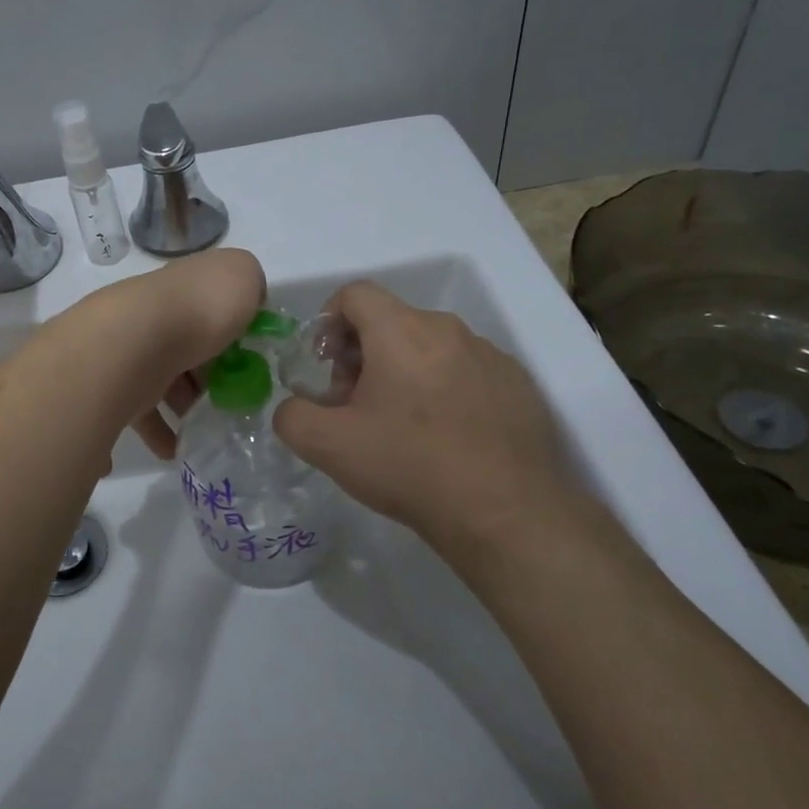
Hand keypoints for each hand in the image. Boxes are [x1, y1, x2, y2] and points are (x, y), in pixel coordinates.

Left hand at [69, 248, 265, 460]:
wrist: (133, 344)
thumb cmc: (197, 309)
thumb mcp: (242, 277)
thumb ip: (250, 284)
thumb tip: (247, 302)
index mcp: (185, 287)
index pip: (210, 306)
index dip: (233, 332)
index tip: (250, 361)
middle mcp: (155, 315)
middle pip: (187, 346)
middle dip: (208, 374)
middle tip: (230, 400)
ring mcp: (131, 350)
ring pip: (162, 380)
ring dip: (184, 404)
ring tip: (206, 429)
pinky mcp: (114, 386)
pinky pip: (139, 414)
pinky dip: (157, 433)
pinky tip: (173, 450)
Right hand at [272, 282, 583, 556]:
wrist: (505, 514)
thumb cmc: (409, 466)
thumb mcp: (327, 446)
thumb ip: (291, 415)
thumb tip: (295, 406)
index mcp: (401, 331)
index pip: (354, 294)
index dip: (328, 322)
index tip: (325, 365)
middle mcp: (448, 330)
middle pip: (390, 322)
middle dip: (362, 355)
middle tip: (356, 406)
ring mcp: (489, 356)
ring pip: (429, 347)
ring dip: (403, 373)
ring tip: (401, 427)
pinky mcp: (517, 386)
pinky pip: (465, 372)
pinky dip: (443, 390)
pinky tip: (444, 439)